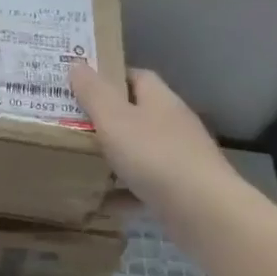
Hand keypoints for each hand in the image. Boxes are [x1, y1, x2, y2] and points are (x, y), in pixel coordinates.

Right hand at [69, 62, 234, 208]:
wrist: (204, 212)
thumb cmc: (155, 156)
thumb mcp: (114, 119)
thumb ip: (93, 92)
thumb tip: (76, 64)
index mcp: (160, 99)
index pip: (136, 76)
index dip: (109, 77)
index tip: (81, 85)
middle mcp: (173, 124)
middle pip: (137, 113)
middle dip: (107, 118)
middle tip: (72, 124)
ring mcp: (180, 158)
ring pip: (140, 150)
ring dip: (115, 156)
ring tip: (80, 162)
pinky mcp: (181, 190)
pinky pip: (145, 185)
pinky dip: (124, 191)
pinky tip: (103, 201)